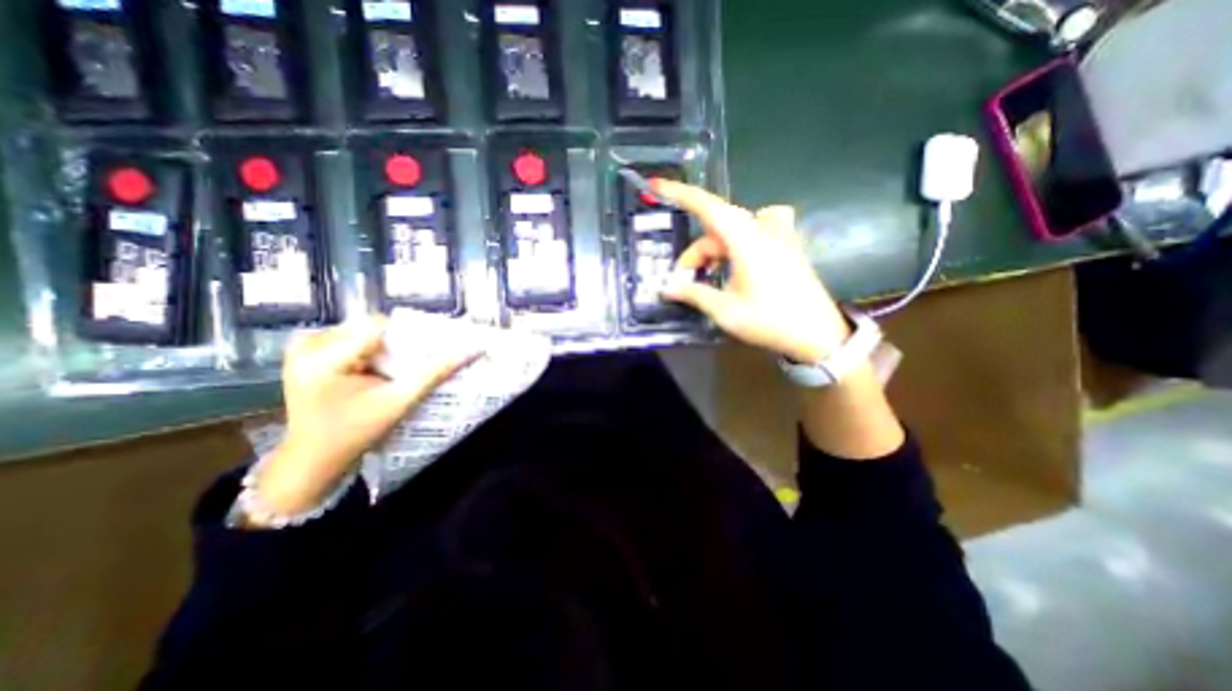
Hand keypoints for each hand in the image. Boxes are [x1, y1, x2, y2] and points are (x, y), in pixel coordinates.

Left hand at [251, 315, 481, 519]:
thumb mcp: (401, 402)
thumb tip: (473, 350)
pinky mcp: (304, 352)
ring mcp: (303, 347)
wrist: (314, 458)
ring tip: (393, 370)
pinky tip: (374, 370)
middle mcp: (308, 345)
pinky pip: (348, 337)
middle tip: (409, 365)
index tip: (425, 352)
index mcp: (325, 358)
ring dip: (383, 346)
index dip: (408, 336)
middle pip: (370, 326)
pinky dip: (368, 349)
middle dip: (395, 344)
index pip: (380, 325)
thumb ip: (436, 373)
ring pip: (362, 330)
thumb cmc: (356, 433)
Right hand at [658, 181, 854, 364]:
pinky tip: (732, 269)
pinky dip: (734, 247)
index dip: (681, 193)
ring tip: (707, 279)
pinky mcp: (786, 246)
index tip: (658, 185)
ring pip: (733, 232)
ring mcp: (778, 237)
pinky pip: (752, 234)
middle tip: (683, 280)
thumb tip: (666, 288)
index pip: (708, 207)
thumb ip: (694, 294)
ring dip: (714, 252)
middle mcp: (763, 230)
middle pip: (718, 227)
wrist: (819, 335)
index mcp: (747, 241)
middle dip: (696, 252)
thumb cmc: (770, 321)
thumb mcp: (725, 311)